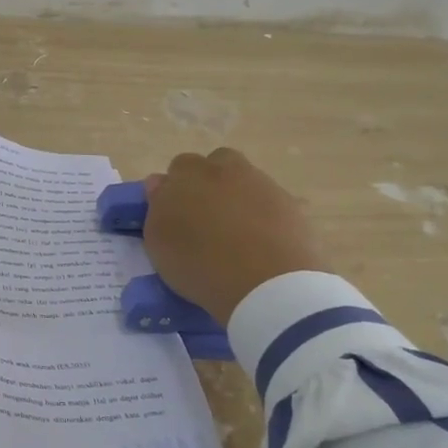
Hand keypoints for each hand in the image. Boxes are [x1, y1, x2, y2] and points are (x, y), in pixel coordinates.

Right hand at [142, 148, 325, 321]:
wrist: (266, 283)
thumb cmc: (199, 264)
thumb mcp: (159, 243)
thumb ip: (157, 207)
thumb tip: (160, 184)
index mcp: (187, 175)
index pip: (177, 169)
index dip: (175, 190)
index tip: (176, 215)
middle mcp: (224, 170)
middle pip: (214, 164)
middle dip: (208, 182)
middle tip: (204, 217)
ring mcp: (260, 183)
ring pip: (244, 180)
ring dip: (237, 197)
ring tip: (234, 233)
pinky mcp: (290, 203)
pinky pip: (269, 202)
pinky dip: (263, 216)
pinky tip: (260, 243)